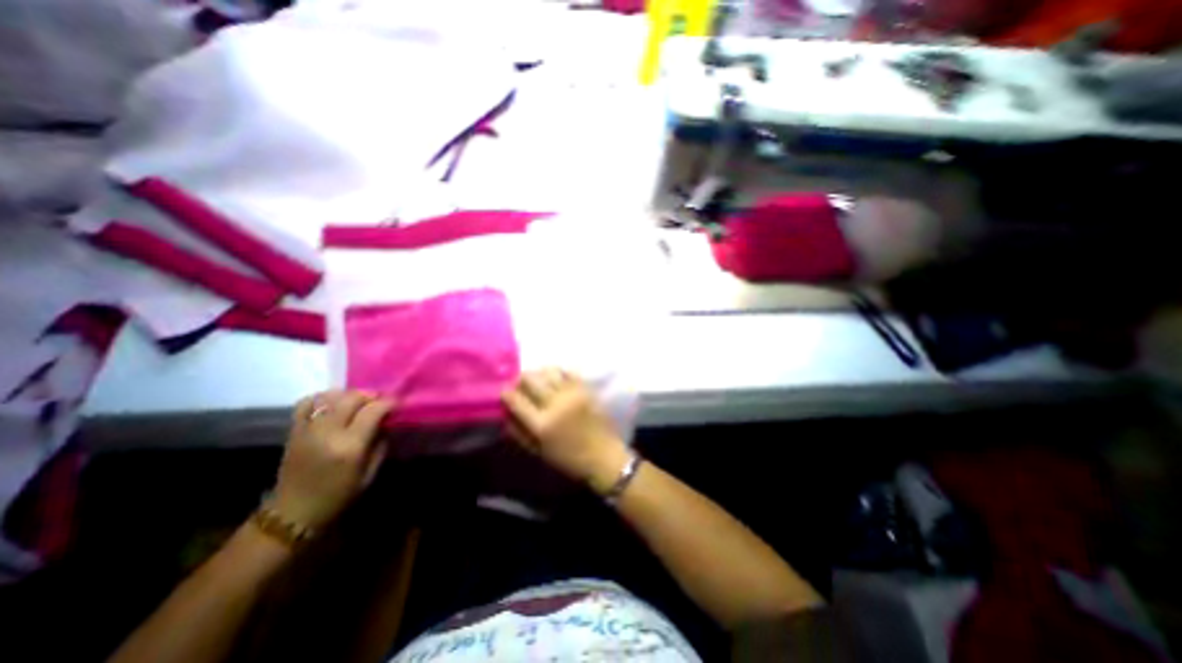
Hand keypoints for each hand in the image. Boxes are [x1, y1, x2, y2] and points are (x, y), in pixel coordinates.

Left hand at [270, 390, 390, 530]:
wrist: (293, 514)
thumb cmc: (339, 496)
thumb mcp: (370, 473)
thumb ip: (380, 443)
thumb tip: (386, 422)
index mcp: (350, 446)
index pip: (374, 410)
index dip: (389, 403)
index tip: (397, 405)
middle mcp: (328, 433)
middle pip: (352, 398)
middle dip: (370, 396)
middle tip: (379, 403)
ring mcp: (308, 430)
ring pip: (330, 396)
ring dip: (348, 395)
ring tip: (357, 404)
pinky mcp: (294, 431)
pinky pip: (306, 403)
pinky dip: (322, 398)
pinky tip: (332, 405)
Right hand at [500, 370, 630, 494]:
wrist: (604, 456)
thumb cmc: (569, 459)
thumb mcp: (539, 452)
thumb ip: (518, 432)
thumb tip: (505, 412)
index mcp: (541, 425)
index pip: (515, 399)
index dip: (506, 393)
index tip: (505, 392)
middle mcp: (555, 404)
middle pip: (530, 379)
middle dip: (520, 379)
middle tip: (520, 384)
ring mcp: (573, 394)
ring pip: (549, 371)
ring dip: (539, 373)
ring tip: (539, 380)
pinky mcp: (586, 389)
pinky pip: (568, 371)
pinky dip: (558, 372)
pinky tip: (556, 379)